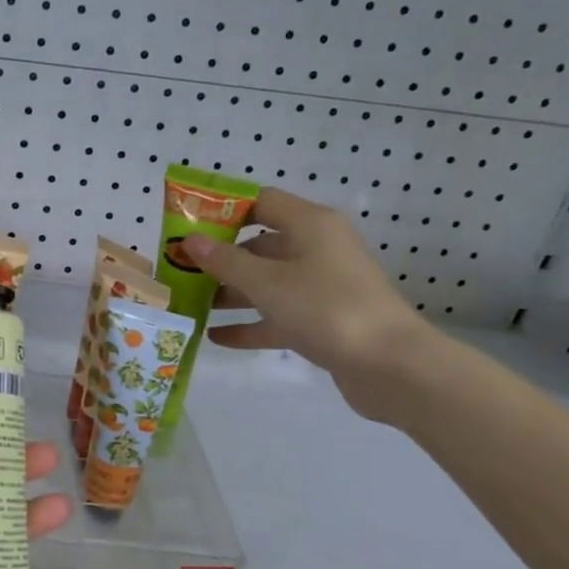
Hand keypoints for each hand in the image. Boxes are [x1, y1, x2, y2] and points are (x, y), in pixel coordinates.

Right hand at [181, 186, 437, 422]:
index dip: (223, 210)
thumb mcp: (267, 283)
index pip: (261, 202)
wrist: (389, 365)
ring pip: (267, 283)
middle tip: (179, 271)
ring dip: (230, 293)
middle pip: (260, 245)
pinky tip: (215, 337)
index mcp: (310, 225)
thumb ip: (225, 262)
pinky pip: (277, 316)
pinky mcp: (322, 320)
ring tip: (189, 305)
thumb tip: (190, 241)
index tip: (187, 226)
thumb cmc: (326, 309)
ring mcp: (321, 286)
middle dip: (220, 259)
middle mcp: (317, 249)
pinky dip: (249, 324)